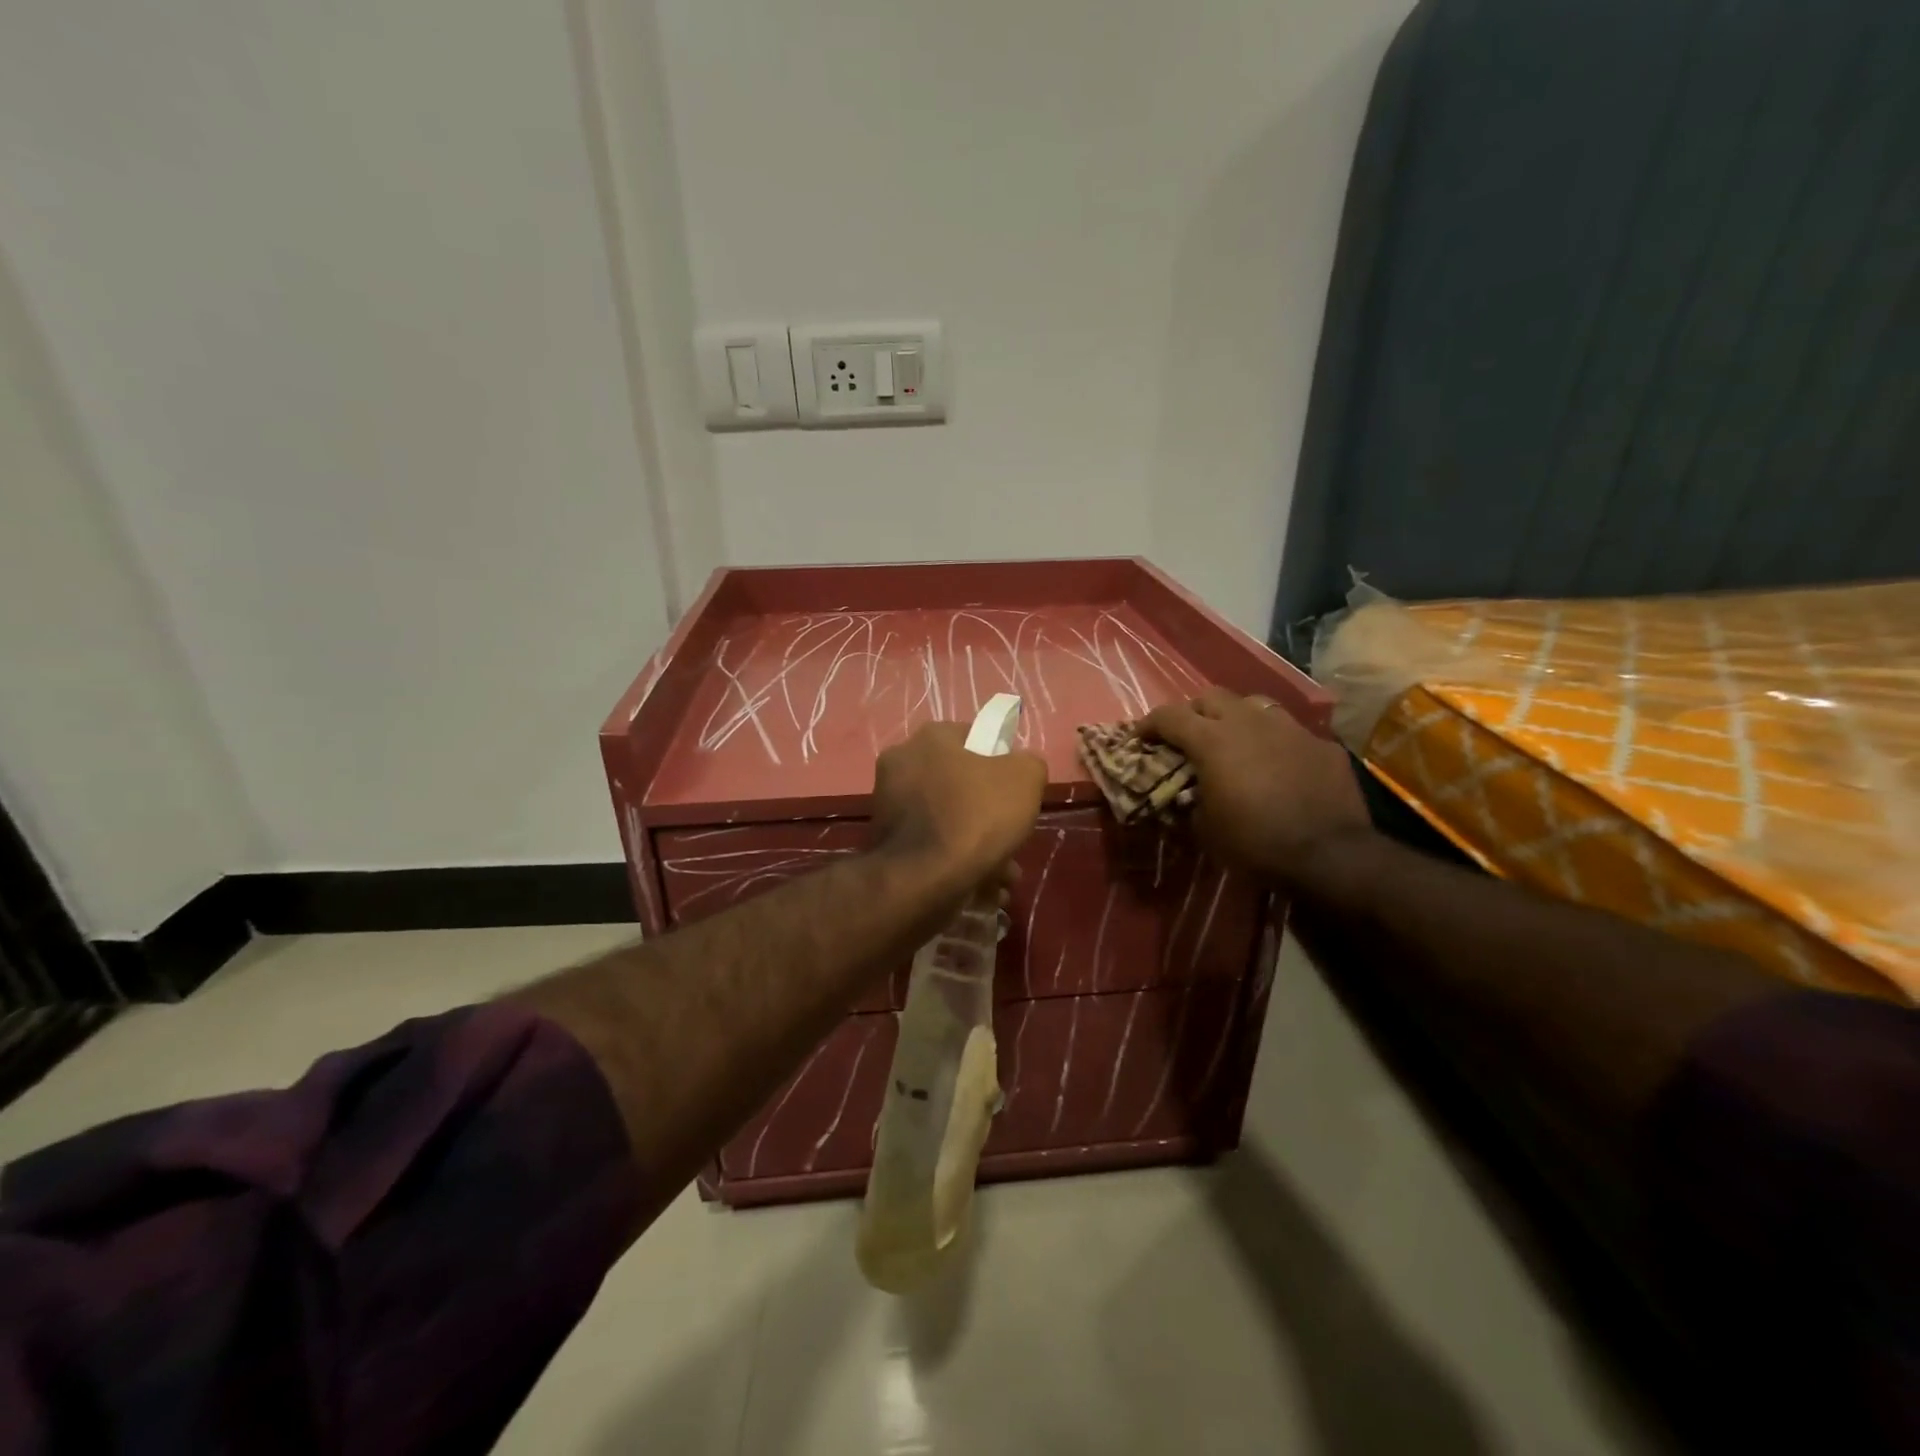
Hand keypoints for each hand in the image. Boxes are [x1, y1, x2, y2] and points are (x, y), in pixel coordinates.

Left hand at [871, 722, 1047, 888]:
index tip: (1016, 792)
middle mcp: (901, 763)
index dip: (1000, 763)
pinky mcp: (884, 842)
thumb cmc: (976, 817)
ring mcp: (887, 804)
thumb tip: (1020, 768)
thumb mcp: (1025, 779)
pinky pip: (930, 846)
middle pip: (959, 784)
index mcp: (930, 739)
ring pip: (946, 819)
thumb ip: (1028, 764)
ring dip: (976, 843)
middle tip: (1011, 837)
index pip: (973, 739)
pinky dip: (954, 862)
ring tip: (1001, 875)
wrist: (922, 880)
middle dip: (989, 813)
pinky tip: (979, 887)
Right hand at [1143, 688, 1371, 883]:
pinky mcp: (1321, 744)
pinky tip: (1278, 765)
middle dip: (1193, 713)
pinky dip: (1274, 743)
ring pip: (1253, 704)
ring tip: (1235, 741)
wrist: (1330, 855)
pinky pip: (1290, 732)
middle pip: (1210, 697)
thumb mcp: (1205, 830)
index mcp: (1212, 740)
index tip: (1140, 738)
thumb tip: (1191, 794)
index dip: (1149, 724)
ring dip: (1236, 718)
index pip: (1169, 716)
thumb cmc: (1255, 843)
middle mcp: (1249, 722)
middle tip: (1187, 736)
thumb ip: (1192, 800)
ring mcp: (1290, 728)